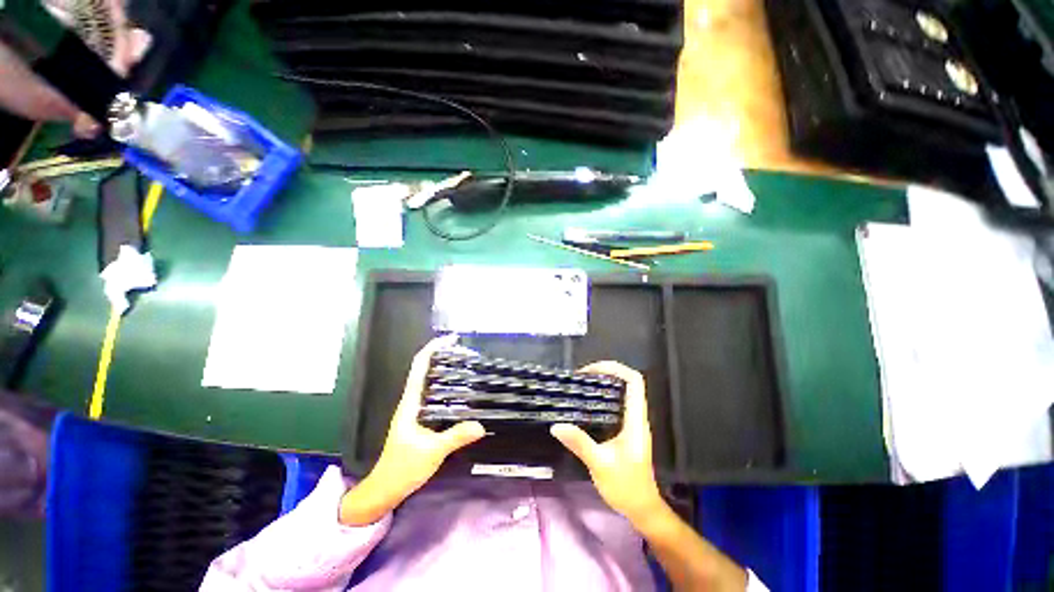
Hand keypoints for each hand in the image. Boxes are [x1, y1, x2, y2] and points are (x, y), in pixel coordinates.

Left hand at [340, 336, 485, 525]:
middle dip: (443, 361)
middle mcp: (410, 407)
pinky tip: (462, 405)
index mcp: (409, 405)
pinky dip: (447, 399)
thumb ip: (455, 437)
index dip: (432, 351)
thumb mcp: (432, 451)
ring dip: (445, 380)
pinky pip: (434, 406)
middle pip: (425, 375)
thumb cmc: (404, 465)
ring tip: (469, 374)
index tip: (451, 340)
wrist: (389, 486)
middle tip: (468, 357)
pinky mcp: (419, 429)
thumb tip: (480, 424)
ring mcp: (414, 418)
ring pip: (430, 391)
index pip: (419, 369)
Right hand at [551, 361, 663, 524]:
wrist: (640, 506)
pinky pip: (615, 414)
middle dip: (604, 377)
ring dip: (602, 392)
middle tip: (577, 382)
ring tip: (576, 394)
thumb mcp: (600, 464)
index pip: (634, 382)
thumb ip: (580, 443)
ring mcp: (633, 430)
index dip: (614, 369)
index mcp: (636, 421)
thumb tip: (557, 424)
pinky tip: (582, 417)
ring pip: (621, 400)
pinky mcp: (626, 440)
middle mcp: (637, 421)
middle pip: (627, 387)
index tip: (587, 372)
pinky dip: (600, 408)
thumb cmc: (625, 485)